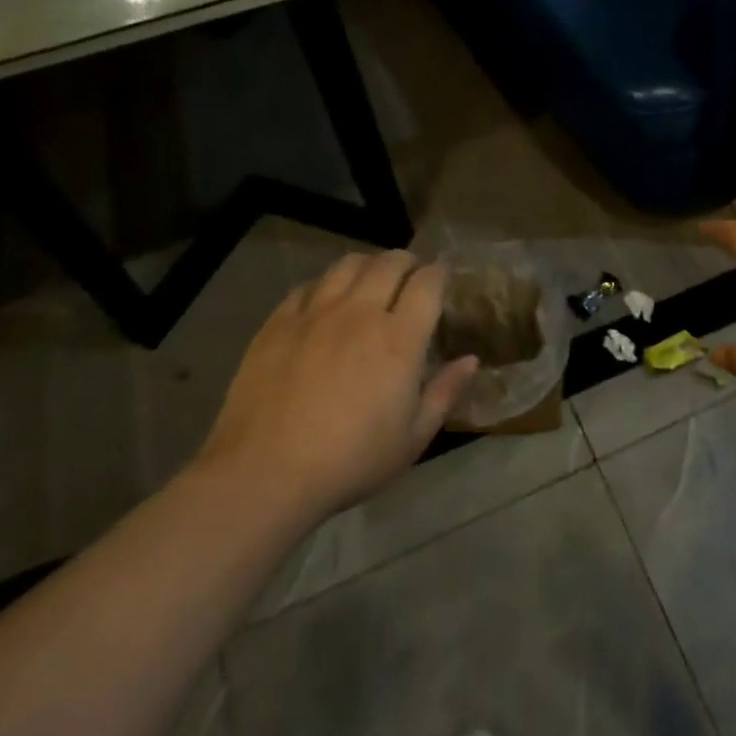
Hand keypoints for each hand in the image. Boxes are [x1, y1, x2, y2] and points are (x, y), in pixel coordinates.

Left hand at [193, 252, 475, 521]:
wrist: (264, 474)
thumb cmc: (350, 461)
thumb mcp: (412, 438)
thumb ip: (445, 393)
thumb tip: (471, 360)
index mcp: (399, 338)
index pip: (428, 282)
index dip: (440, 272)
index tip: (443, 276)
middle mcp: (360, 312)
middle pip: (390, 262)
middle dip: (407, 262)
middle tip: (411, 275)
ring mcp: (316, 313)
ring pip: (348, 264)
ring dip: (368, 264)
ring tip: (371, 279)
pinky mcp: (278, 322)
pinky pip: (308, 285)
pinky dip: (326, 284)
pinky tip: (326, 301)